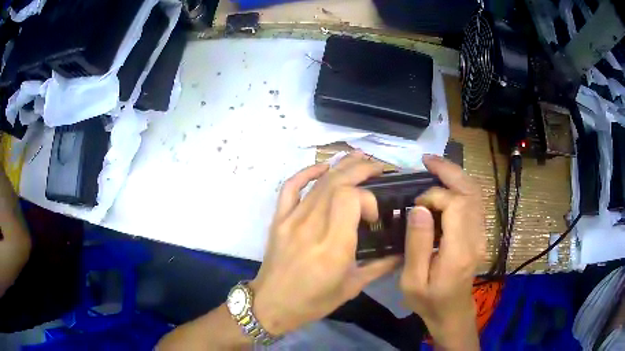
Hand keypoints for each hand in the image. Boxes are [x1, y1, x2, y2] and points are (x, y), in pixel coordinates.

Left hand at [250, 152, 399, 335]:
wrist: (272, 304)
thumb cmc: (313, 302)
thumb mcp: (352, 287)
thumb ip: (380, 266)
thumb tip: (403, 252)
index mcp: (333, 247)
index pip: (350, 199)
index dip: (367, 198)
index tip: (373, 215)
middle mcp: (312, 227)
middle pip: (336, 183)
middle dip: (360, 169)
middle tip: (378, 167)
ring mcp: (291, 220)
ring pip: (318, 182)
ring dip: (341, 166)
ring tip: (359, 157)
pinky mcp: (279, 219)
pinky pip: (290, 188)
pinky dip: (306, 172)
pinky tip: (322, 166)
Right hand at [400, 155, 485, 349]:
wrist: (452, 312)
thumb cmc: (429, 300)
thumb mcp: (412, 280)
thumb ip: (417, 244)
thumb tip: (419, 208)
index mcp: (459, 251)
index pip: (455, 205)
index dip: (434, 196)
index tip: (415, 205)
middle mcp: (476, 237)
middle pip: (470, 192)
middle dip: (449, 171)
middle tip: (427, 160)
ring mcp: (481, 235)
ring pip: (475, 194)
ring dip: (456, 176)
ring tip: (435, 166)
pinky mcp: (480, 234)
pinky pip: (475, 202)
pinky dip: (462, 187)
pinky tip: (447, 183)